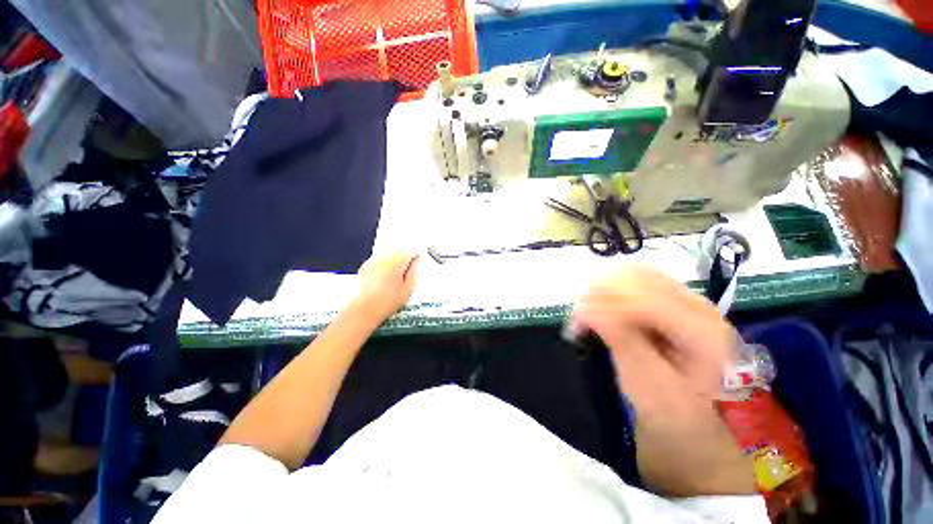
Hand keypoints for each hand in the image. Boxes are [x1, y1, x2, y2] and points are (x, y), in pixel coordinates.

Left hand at [355, 251, 419, 321]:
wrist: (366, 309)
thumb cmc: (389, 300)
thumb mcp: (408, 289)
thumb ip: (414, 272)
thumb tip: (416, 263)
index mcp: (396, 262)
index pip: (410, 251)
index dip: (416, 255)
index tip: (419, 261)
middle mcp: (383, 258)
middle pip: (398, 250)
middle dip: (405, 256)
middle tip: (410, 267)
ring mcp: (373, 261)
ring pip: (388, 253)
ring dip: (394, 259)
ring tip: (397, 271)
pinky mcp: (366, 266)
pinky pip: (379, 259)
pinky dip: (384, 263)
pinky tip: (386, 275)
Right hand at [571, 264, 754, 496]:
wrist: (706, 429)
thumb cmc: (680, 420)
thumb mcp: (649, 386)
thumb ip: (621, 340)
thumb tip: (585, 307)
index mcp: (703, 332)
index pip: (643, 297)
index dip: (603, 304)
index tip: (575, 323)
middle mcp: (700, 307)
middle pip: (638, 277)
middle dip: (600, 294)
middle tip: (579, 320)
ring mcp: (689, 302)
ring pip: (636, 275)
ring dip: (604, 291)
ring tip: (589, 316)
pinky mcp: (676, 304)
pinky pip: (638, 282)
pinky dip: (613, 292)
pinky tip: (604, 310)